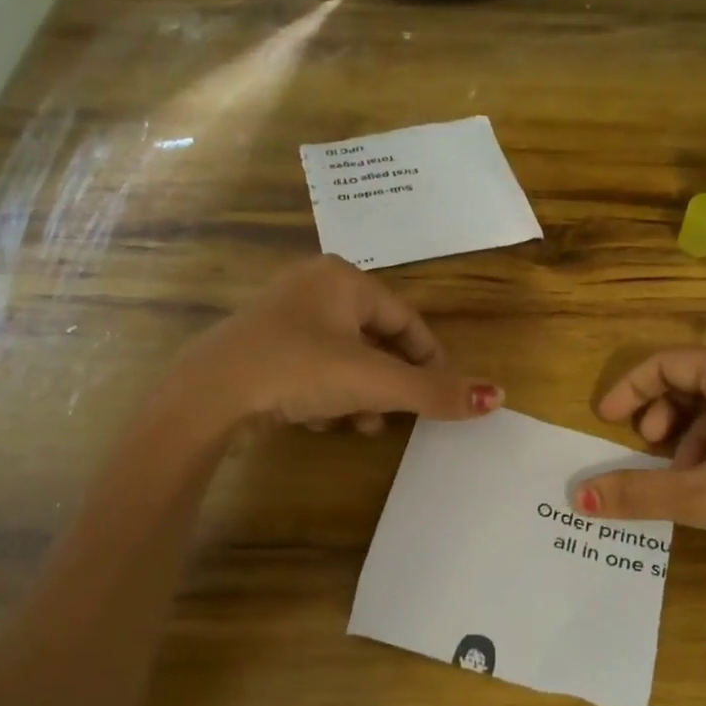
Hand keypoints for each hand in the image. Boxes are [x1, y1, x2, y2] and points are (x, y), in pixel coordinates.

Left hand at [174, 256, 501, 430]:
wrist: (207, 395)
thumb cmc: (298, 370)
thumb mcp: (374, 382)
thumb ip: (435, 391)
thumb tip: (498, 396)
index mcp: (343, 279)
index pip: (406, 320)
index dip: (430, 360)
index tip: (442, 395)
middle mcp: (313, 287)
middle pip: (375, 341)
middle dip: (389, 385)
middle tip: (396, 416)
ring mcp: (282, 316)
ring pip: (343, 358)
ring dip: (358, 395)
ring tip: (358, 426)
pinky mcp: (260, 346)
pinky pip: (311, 368)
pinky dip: (324, 394)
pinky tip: (318, 421)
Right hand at [572, 350, 705, 666]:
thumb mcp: (703, 495)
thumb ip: (638, 492)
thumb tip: (577, 497)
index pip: (668, 362)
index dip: (630, 388)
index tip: (605, 421)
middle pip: (695, 377)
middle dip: (661, 411)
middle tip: (647, 447)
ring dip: (690, 433)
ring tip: (682, 475)